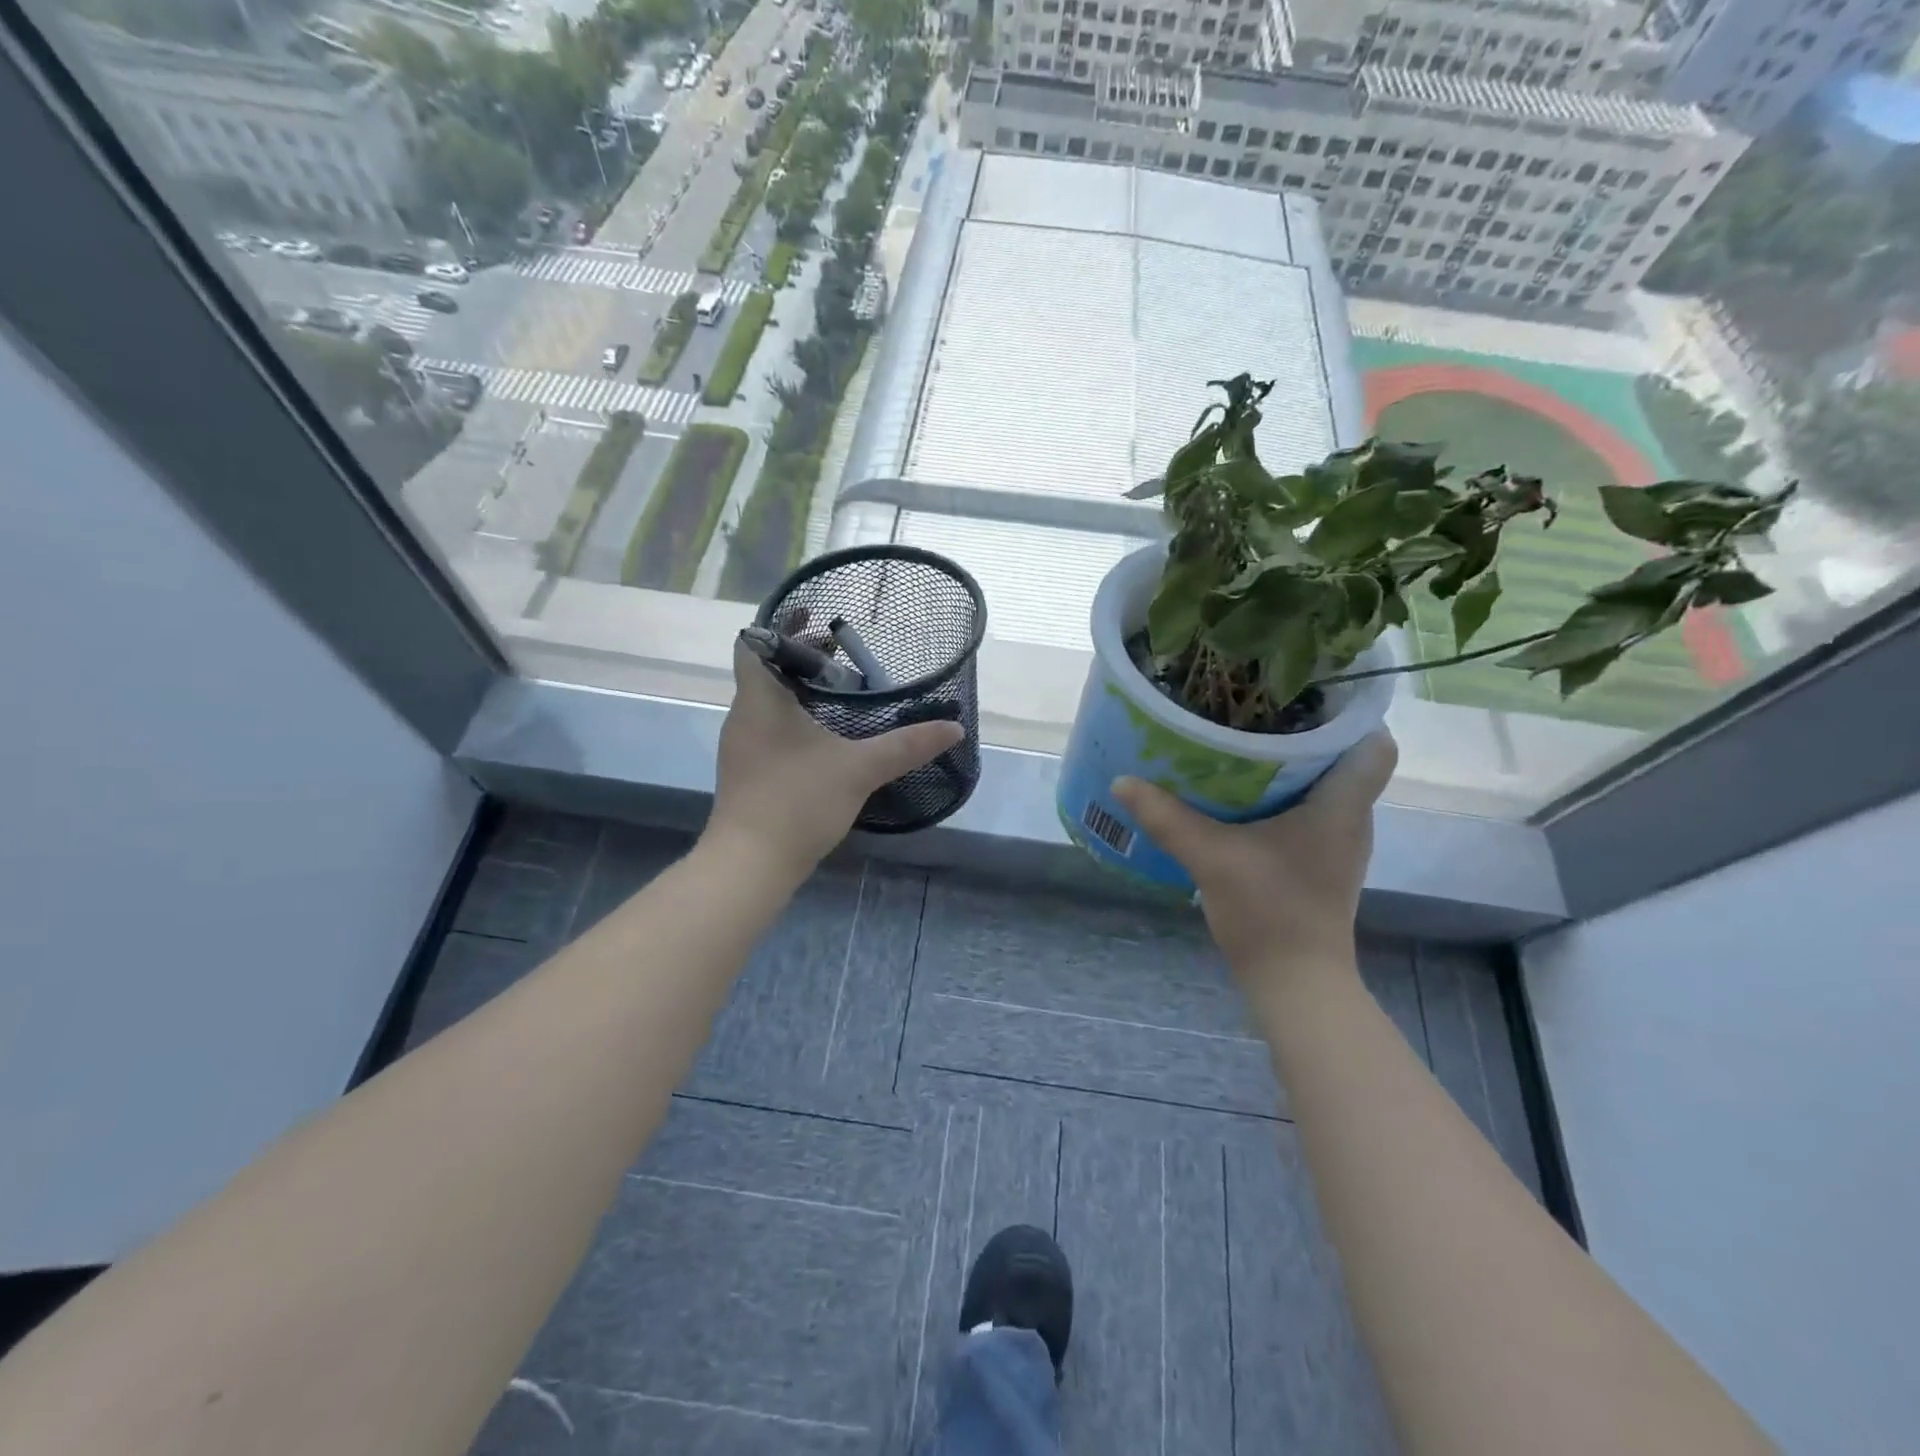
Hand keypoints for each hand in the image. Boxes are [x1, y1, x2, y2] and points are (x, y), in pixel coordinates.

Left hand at [706, 637, 963, 881]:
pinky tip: (827, 737)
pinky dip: (796, 720)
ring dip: (800, 691)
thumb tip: (953, 728)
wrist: (751, 864)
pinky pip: (770, 729)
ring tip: (841, 692)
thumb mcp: (860, 768)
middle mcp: (744, 715)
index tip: (816, 617)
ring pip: (768, 702)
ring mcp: (742, 746)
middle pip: (766, 670)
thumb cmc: (797, 801)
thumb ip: (907, 746)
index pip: (754, 642)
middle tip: (844, 656)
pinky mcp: (749, 772)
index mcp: (759, 700)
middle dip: (803, 658)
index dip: (782, 624)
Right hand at [1112, 732, 1397, 994]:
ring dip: (1290, 765)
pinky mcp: (1320, 861)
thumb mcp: (1210, 858)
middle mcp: (1350, 818)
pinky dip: (1282, 796)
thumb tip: (1122, 780)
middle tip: (1254, 709)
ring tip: (1242, 742)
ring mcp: (1338, 842)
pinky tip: (1241, 796)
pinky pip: (1309, 811)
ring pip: (1325, 785)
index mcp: (1341, 806)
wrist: (1295, 982)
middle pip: (1343, 758)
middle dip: (1303, 731)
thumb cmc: (1269, 912)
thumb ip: (1166, 817)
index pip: (1375, 745)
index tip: (1304, 695)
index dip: (1350, 714)